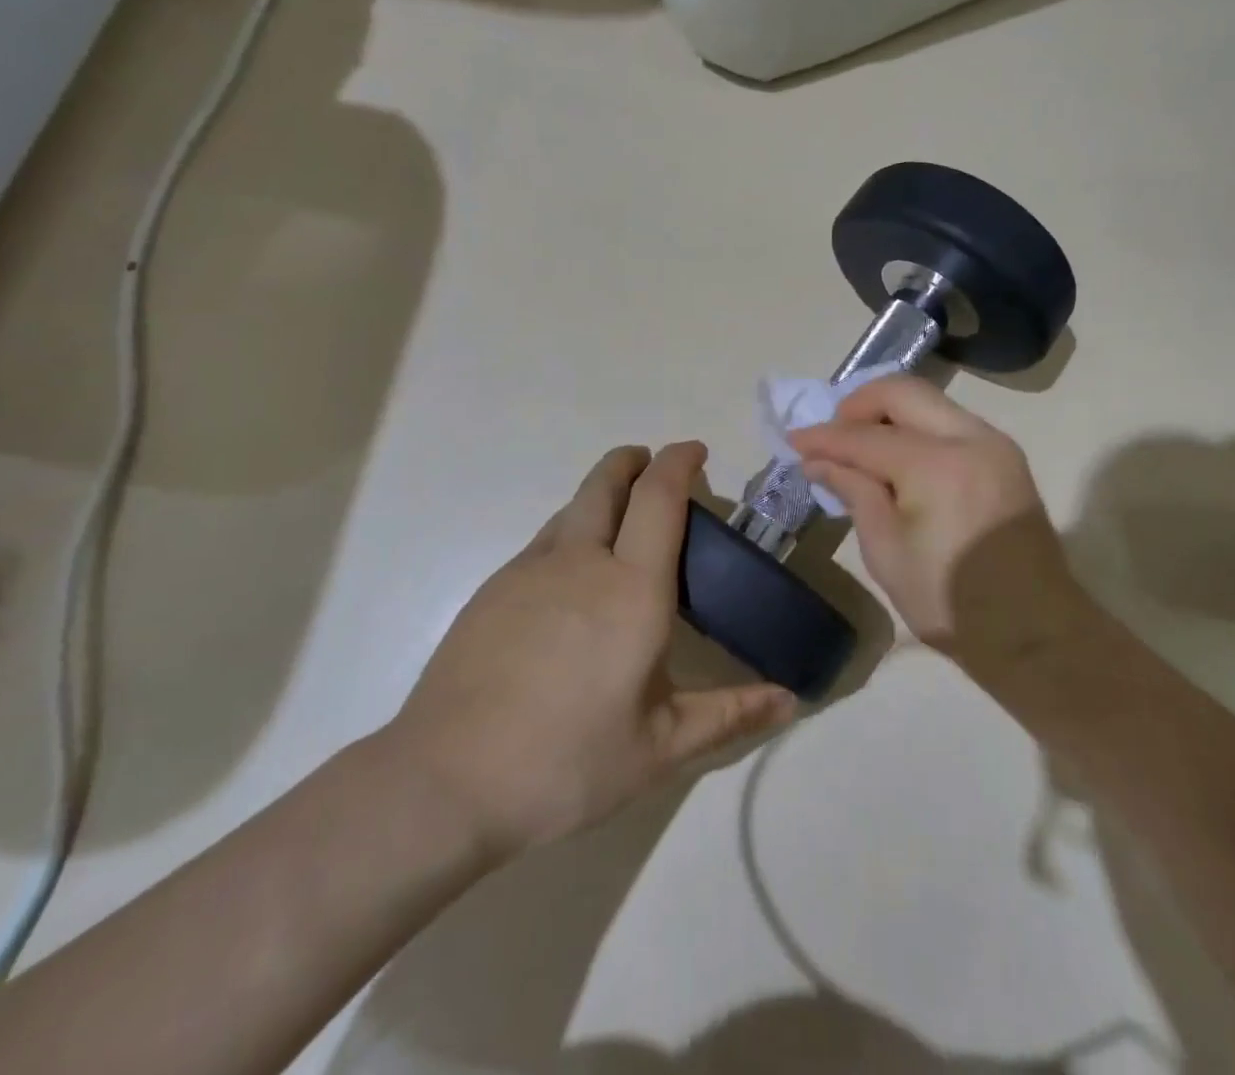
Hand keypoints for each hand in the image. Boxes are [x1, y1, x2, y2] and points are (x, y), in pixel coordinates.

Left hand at [379, 443, 795, 862]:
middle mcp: (581, 561)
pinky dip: (571, 531)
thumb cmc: (565, 763)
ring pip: (572, 507)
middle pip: (607, 481)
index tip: (695, 451)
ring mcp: (529, 570)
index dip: (680, 462)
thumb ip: (729, 715)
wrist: (444, 783)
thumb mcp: (660, 748)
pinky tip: (572, 578)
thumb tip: (791, 699)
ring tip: (619, 520)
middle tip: (653, 466)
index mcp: (632, 589)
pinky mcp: (493, 589)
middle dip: (634, 460)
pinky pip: (544, 540)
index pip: (660, 497)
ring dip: (601, 493)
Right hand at [790, 377, 1086, 658]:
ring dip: (888, 413)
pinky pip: (950, 422)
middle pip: (902, 392)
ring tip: (859, 445)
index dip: (825, 438)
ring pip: (929, 401)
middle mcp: (970, 437)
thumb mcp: (887, 551)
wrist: (1034, 633)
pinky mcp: (1005, 456)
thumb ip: (855, 492)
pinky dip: (916, 427)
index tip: (793, 440)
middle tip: (831, 434)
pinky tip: (897, 456)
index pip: (866, 437)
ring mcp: (994, 443)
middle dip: (858, 404)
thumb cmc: (950, 601)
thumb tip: (818, 461)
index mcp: (937, 464)